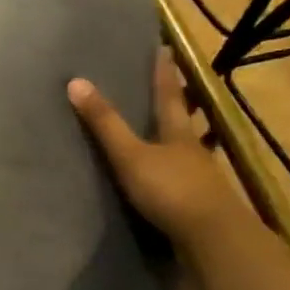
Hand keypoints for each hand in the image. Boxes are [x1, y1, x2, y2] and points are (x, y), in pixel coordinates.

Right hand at [68, 49, 239, 238]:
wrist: (214, 241)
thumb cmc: (171, 190)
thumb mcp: (130, 155)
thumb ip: (105, 123)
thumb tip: (75, 81)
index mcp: (177, 132)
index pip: (169, 94)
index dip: (164, 73)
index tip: (165, 49)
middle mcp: (193, 150)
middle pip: (186, 120)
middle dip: (179, 102)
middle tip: (173, 85)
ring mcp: (201, 178)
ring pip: (189, 149)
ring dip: (181, 139)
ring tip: (169, 131)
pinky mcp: (201, 205)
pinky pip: (186, 179)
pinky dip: (177, 172)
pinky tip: (170, 177)